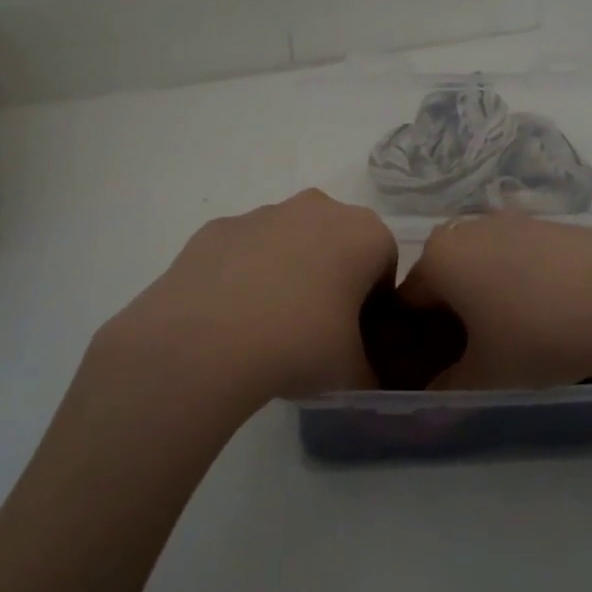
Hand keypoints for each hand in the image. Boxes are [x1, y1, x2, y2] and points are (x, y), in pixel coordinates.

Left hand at [86, 191, 396, 414]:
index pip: (384, 265)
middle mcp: (319, 208)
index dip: (374, 303)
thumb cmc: (300, 344)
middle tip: (316, 329)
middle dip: (332, 278)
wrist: (207, 341)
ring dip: (288, 272)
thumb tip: (365, 382)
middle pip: (337, 243)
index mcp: (365, 234)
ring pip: (289, 241)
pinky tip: (232, 316)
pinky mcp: (218, 227)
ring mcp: (264, 213)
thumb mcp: (352, 373)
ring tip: (268, 326)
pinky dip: (245, 274)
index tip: (356, 336)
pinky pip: (245, 250)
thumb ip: (369, 372)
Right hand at [399, 213, 591, 391]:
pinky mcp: (552, 224)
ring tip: (515, 335)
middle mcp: (469, 229)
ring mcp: (513, 221)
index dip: (412, 338)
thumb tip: (431, 395)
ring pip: (483, 263)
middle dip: (450, 313)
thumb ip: (447, 387)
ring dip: (486, 295)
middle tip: (473, 353)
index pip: (406, 299)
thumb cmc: (537, 335)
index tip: (429, 366)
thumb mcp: (485, 375)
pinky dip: (521, 281)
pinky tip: (550, 312)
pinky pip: (519, 256)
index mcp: (440, 257)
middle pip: (445, 276)